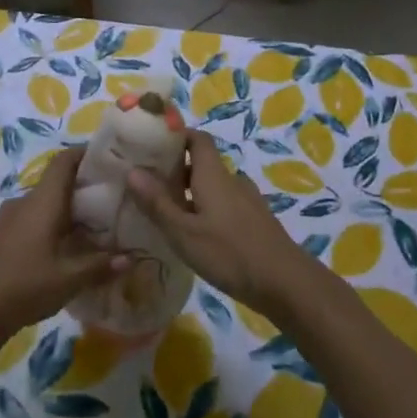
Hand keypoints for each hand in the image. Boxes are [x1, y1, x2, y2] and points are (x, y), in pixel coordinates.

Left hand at [0, 148, 125, 344]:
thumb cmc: (24, 285)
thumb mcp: (68, 279)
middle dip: (83, 187)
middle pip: (56, 182)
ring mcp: (9, 219)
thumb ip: (100, 265)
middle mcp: (26, 201)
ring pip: (44, 203)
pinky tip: (63, 250)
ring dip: (66, 209)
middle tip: (111, 200)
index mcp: (43, 201)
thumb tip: (132, 257)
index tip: (109, 160)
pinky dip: (51, 224)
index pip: (64, 161)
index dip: (86, 154)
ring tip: (92, 228)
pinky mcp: (1, 237)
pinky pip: (32, 219)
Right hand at [125, 132, 315, 319]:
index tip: (152, 145)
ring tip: (167, 214)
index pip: (197, 138)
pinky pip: (224, 204)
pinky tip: (196, 236)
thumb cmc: (229, 252)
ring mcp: (246, 200)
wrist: (284, 281)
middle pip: (202, 163)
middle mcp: (231, 180)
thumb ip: (158, 203)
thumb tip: (132, 171)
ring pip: (213, 186)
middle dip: (176, 169)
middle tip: (148, 186)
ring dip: (191, 193)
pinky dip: (206, 210)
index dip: (177, 136)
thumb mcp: (184, 232)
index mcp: (213, 174)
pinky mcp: (255, 221)